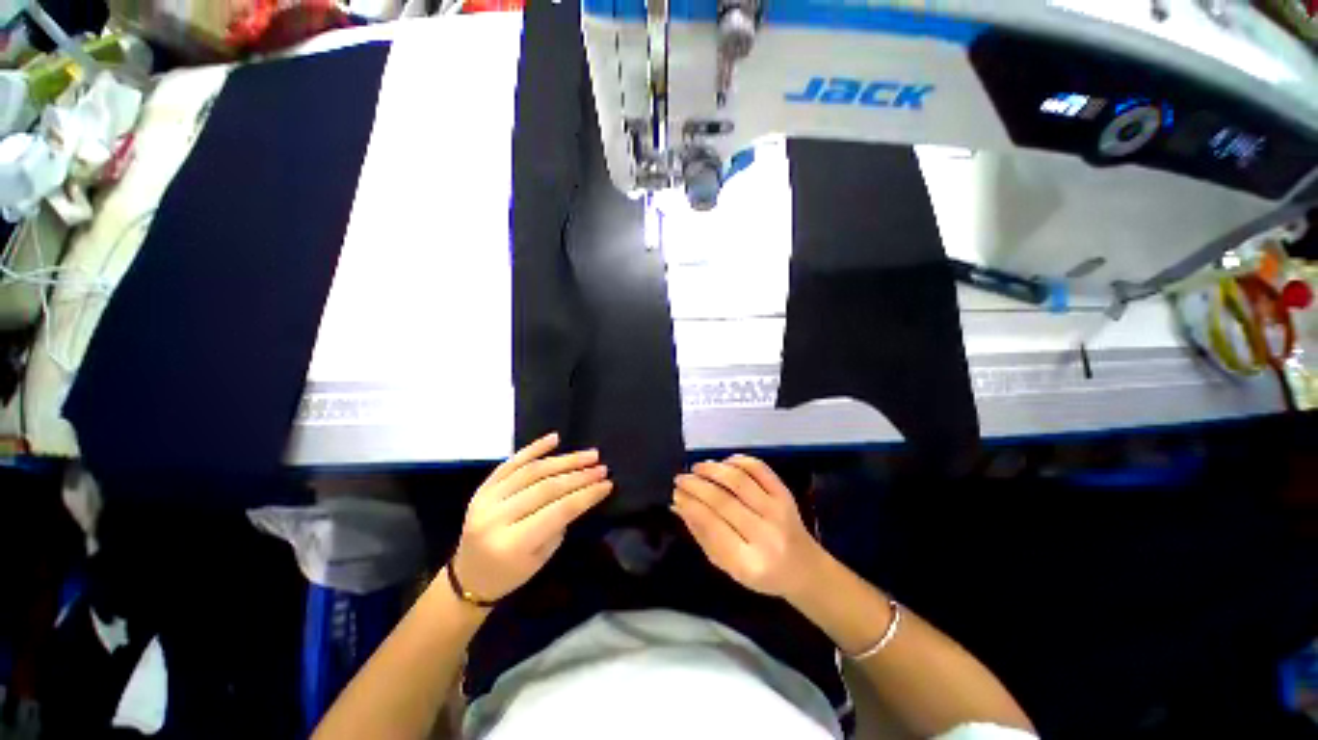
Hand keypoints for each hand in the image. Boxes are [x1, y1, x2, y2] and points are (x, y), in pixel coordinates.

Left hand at [451, 432, 612, 601]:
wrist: (469, 577)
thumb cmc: (510, 574)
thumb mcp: (542, 557)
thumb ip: (560, 522)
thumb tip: (583, 490)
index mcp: (512, 543)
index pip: (558, 511)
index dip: (586, 495)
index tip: (607, 484)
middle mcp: (496, 518)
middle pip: (546, 488)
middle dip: (579, 476)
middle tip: (602, 468)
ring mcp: (485, 500)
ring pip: (532, 471)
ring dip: (565, 461)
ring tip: (590, 455)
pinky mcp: (482, 488)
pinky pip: (511, 463)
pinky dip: (534, 448)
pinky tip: (555, 439)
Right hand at [672, 455, 825, 598]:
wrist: (804, 569)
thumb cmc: (760, 572)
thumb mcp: (726, 565)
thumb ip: (702, 535)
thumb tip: (678, 505)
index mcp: (748, 562)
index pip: (711, 525)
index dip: (690, 505)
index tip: (675, 493)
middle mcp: (765, 535)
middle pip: (723, 500)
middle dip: (696, 485)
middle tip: (680, 478)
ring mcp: (778, 511)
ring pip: (739, 480)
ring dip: (713, 469)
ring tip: (697, 468)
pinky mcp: (785, 494)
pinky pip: (759, 469)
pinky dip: (739, 460)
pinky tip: (724, 463)